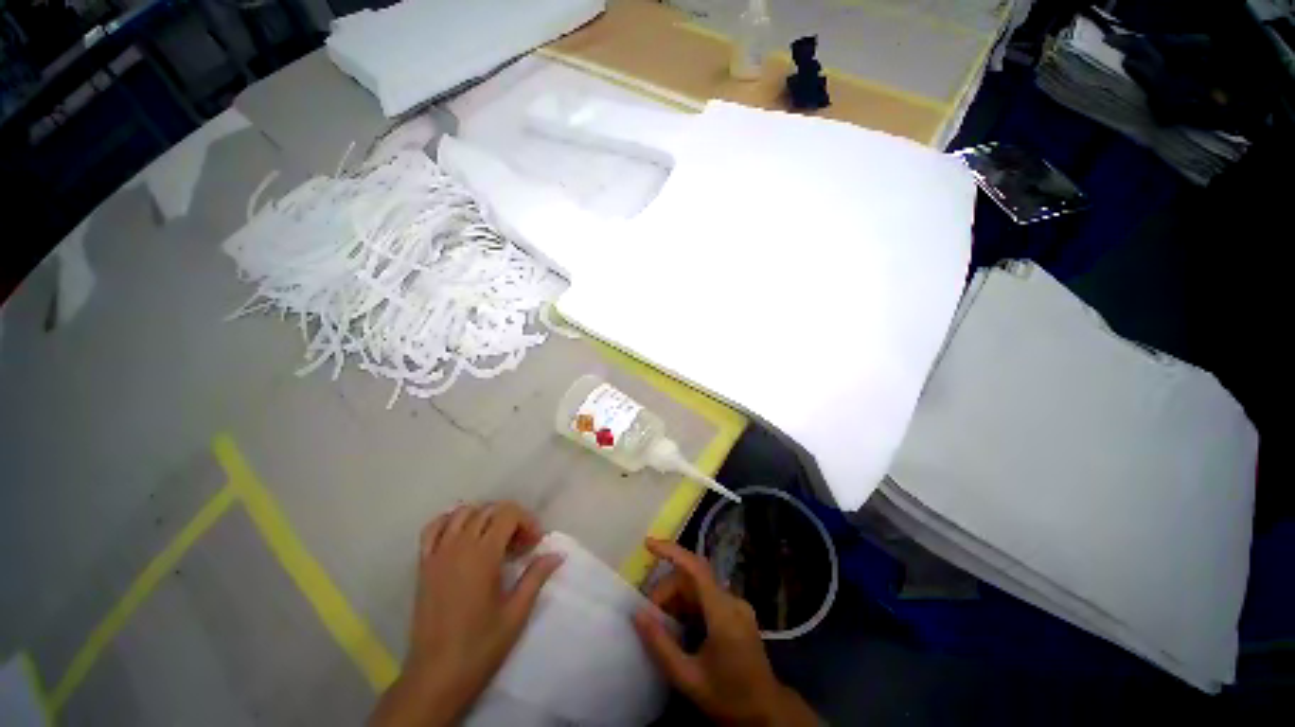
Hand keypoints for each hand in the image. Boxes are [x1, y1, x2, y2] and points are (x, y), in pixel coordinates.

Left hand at [369, 502, 563, 726]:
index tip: (535, 543)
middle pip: (488, 510)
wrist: (436, 676)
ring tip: (495, 538)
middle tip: (521, 545)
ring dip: (484, 517)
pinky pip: (433, 528)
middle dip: (510, 519)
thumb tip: (557, 554)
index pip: (508, 514)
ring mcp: (437, 555)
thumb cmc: (480, 646)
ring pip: (462, 513)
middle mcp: (459, 547)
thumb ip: (536, 577)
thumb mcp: (516, 613)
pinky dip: (450, 521)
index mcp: (483, 556)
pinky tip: (463, 535)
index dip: (527, 520)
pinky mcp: (423, 566)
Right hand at [632, 538, 818, 726]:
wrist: (767, 713)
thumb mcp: (688, 678)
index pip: (696, 568)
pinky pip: (707, 596)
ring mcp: (737, 605)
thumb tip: (638, 614)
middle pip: (693, 578)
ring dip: (676, 598)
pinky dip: (688, 605)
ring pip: (699, 586)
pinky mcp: (737, 612)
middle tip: (649, 615)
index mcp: (723, 613)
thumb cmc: (728, 698)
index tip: (648, 544)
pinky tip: (678, 626)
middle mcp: (732, 601)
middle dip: (667, 590)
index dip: (671, 552)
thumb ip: (660, 645)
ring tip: (661, 624)